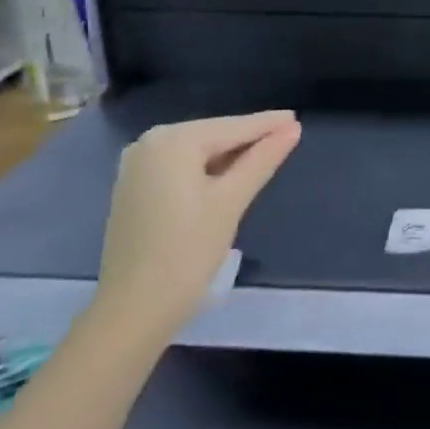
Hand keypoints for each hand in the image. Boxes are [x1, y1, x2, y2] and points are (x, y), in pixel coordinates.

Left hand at [93, 111, 301, 337]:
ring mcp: (137, 166)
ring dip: (228, 155)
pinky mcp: (133, 189)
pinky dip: (206, 169)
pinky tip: (228, 176)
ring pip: (196, 152)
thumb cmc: (187, 252)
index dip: (267, 124)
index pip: (232, 127)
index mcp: (172, 141)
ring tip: (265, 154)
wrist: (133, 310)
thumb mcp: (231, 201)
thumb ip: (262, 159)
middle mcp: (149, 143)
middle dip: (248, 139)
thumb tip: (292, 128)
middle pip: (212, 136)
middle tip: (286, 137)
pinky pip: (179, 168)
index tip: (296, 118)